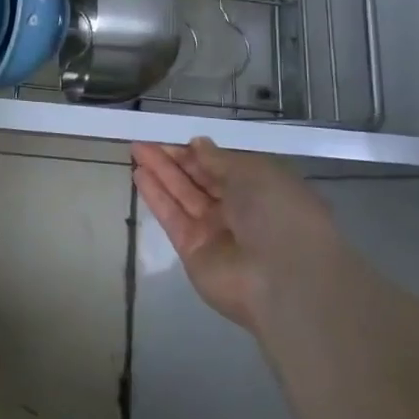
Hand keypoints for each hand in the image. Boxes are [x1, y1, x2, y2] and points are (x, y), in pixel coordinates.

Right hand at [131, 139, 340, 333]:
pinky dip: (156, 195)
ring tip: (136, 150)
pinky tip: (139, 175)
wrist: (282, 280)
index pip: (226, 167)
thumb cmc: (278, 215)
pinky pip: (172, 217)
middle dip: (175, 159)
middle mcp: (240, 211)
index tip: (176, 138)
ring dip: (161, 172)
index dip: (201, 153)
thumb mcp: (253, 173)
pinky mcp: (193, 250)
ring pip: (183, 195)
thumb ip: (219, 159)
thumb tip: (198, 144)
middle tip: (146, 141)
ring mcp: (216, 232)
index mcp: (264, 190)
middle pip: (201, 179)